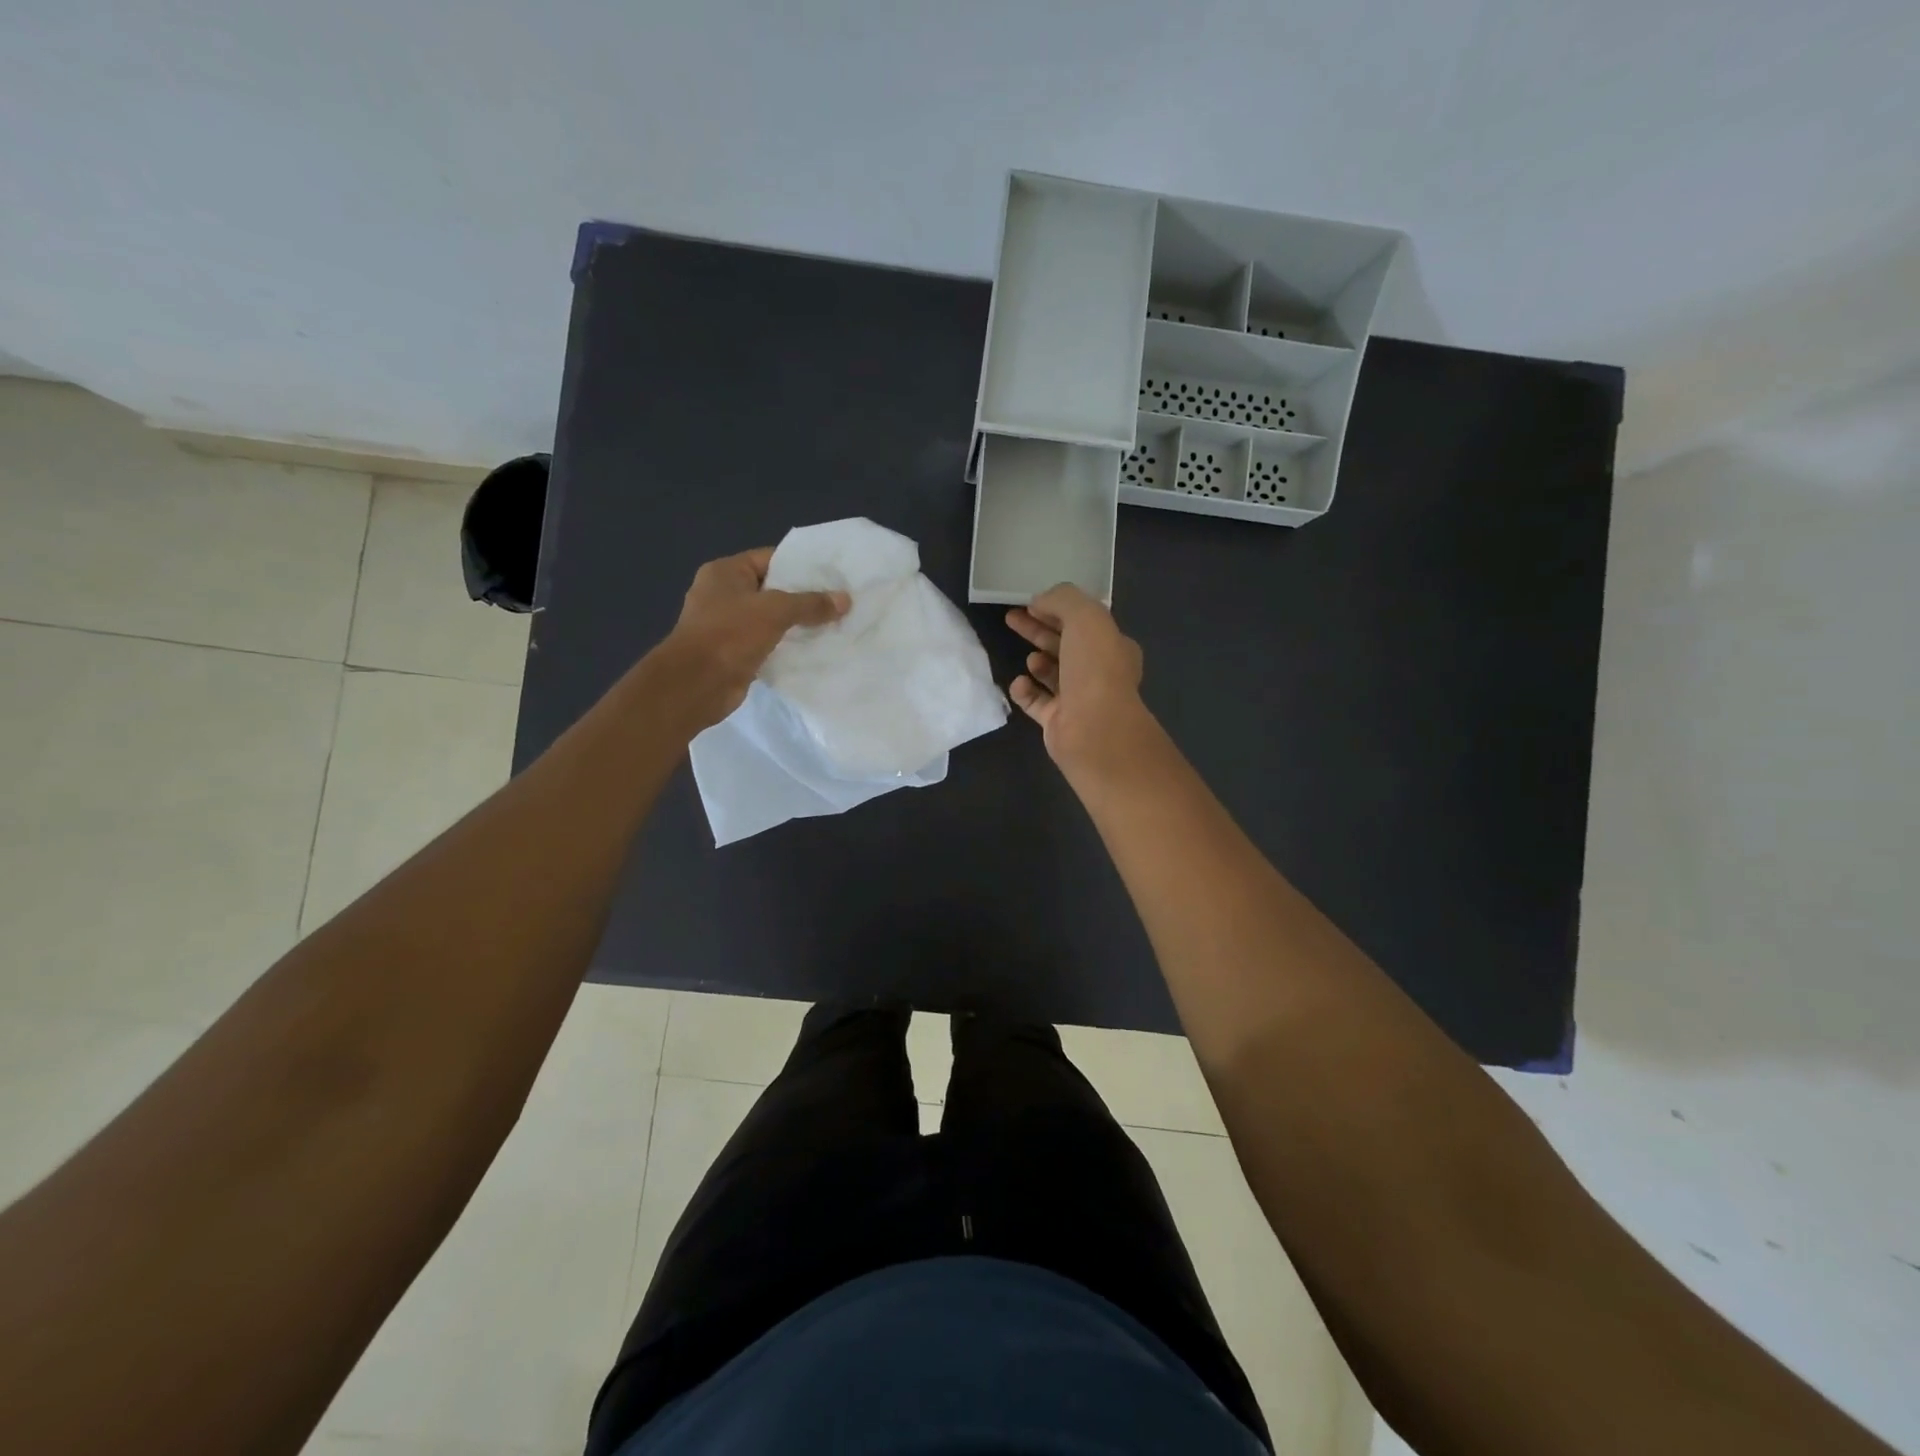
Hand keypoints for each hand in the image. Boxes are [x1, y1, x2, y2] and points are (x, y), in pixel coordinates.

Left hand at [658, 547, 848, 729]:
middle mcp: (723, 594)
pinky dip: (788, 646)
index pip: (770, 559)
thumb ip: (810, 603)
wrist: (696, 685)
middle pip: (772, 589)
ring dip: (798, 624)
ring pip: (771, 619)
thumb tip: (845, 600)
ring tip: (834, 624)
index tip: (833, 575)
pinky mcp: (735, 652)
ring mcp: (728, 625)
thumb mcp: (775, 611)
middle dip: (804, 597)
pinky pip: (768, 643)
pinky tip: (815, 649)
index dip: (801, 566)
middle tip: (839, 601)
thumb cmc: (730, 635)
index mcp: (725, 572)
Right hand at [1006, 584, 1151, 774]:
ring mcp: (1078, 700)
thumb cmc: (1095, 668)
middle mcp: (1098, 672)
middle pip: (1064, 645)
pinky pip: (1036, 702)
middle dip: (1038, 630)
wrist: (1094, 729)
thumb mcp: (1085, 616)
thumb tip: (1039, 601)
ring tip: (1030, 659)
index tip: (1029, 603)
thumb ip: (1062, 600)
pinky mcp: (1058, 722)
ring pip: (1052, 674)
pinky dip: (1025, 691)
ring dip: (1038, 662)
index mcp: (1113, 646)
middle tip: (1011, 618)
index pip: (1083, 622)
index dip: (1056, 609)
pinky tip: (1018, 684)